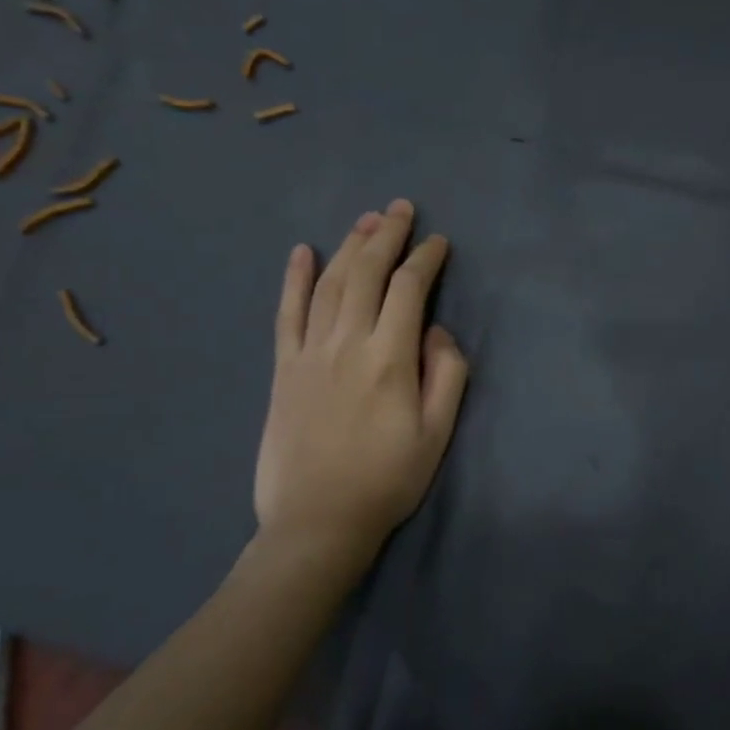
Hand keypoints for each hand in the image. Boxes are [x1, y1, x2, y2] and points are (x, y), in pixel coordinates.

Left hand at [253, 199, 468, 576]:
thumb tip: (437, 332)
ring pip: (329, 283)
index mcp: (389, 358)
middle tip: (401, 208)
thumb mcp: (437, 434)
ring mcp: (309, 353)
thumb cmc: (387, 480)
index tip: (439, 242)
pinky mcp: (283, 369)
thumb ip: (446, 375)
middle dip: (386, 235)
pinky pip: (286, 313)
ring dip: (348, 246)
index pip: (409, 290)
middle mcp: (346, 342)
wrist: (317, 521)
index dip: (425, 259)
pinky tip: (301, 252)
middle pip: (366, 273)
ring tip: (366, 220)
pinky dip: (293, 279)